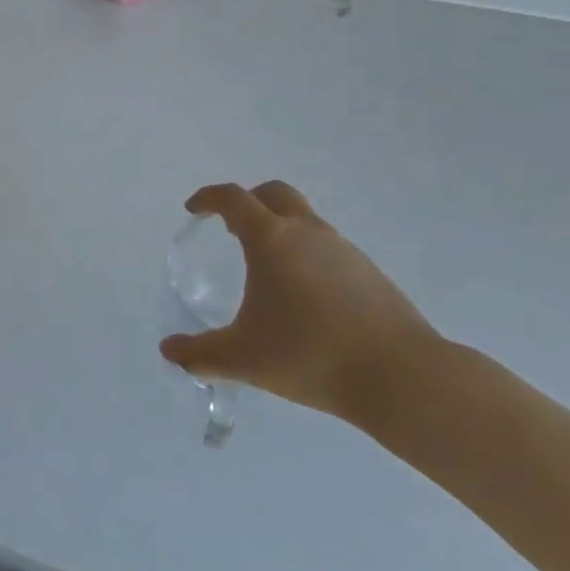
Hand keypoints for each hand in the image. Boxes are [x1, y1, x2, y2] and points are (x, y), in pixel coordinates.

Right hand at [160, 181, 439, 422]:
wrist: (400, 377)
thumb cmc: (310, 355)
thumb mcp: (243, 359)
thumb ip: (200, 354)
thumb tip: (169, 350)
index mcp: (271, 239)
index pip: (233, 198)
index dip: (208, 198)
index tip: (194, 210)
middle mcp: (307, 232)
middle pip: (274, 194)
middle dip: (248, 201)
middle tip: (231, 226)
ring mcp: (344, 249)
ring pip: (304, 220)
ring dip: (280, 229)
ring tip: (267, 269)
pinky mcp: (370, 272)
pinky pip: (328, 248)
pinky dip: (307, 255)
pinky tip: (305, 296)